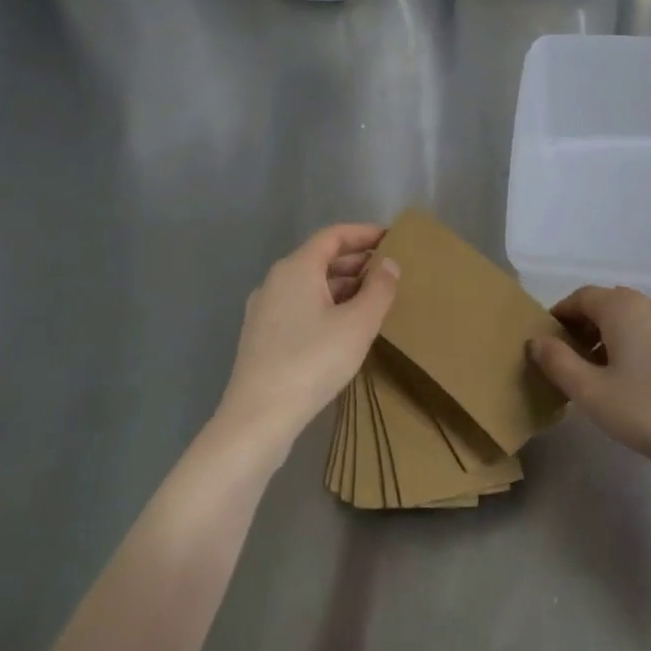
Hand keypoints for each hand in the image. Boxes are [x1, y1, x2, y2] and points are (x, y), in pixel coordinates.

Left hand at [213, 224, 399, 459]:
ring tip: (374, 298)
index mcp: (296, 268)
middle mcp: (275, 281)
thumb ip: (379, 289)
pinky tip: (345, 326)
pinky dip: (326, 305)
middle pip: (320, 259)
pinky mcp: (262, 336)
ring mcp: (264, 310)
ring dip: (342, 285)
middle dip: (356, 260)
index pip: (333, 236)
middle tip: (389, 269)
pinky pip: (300, 306)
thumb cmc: (313, 361)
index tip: (392, 237)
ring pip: (309, 285)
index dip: (364, 233)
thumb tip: (389, 264)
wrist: (259, 416)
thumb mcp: (358, 324)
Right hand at [527, 286, 650, 479]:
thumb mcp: (593, 393)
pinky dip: (634, 345)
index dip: (559, 316)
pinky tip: (634, 381)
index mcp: (623, 307)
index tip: (546, 344)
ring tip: (599, 376)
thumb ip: (558, 363)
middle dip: (583, 328)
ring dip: (609, 338)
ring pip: (632, 319)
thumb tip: (537, 340)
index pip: (581, 297)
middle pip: (607, 304)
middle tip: (568, 364)